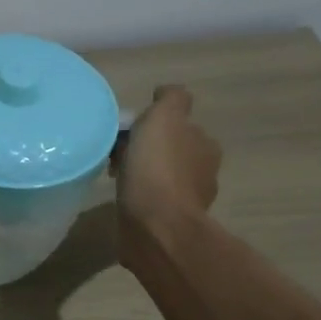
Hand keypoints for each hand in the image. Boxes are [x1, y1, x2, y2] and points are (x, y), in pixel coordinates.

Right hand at [113, 84, 221, 270]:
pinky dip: (139, 198)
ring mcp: (187, 202)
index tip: (128, 132)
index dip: (154, 126)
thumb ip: (170, 99)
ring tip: (115, 178)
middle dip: (147, 151)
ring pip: (161, 179)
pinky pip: (152, 203)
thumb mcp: (164, 118)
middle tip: (116, 154)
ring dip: (142, 176)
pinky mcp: (168, 224)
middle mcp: (202, 172)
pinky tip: (122, 198)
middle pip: (171, 153)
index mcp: (205, 145)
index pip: (180, 127)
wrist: (155, 226)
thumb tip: (165, 93)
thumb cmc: (157, 168)